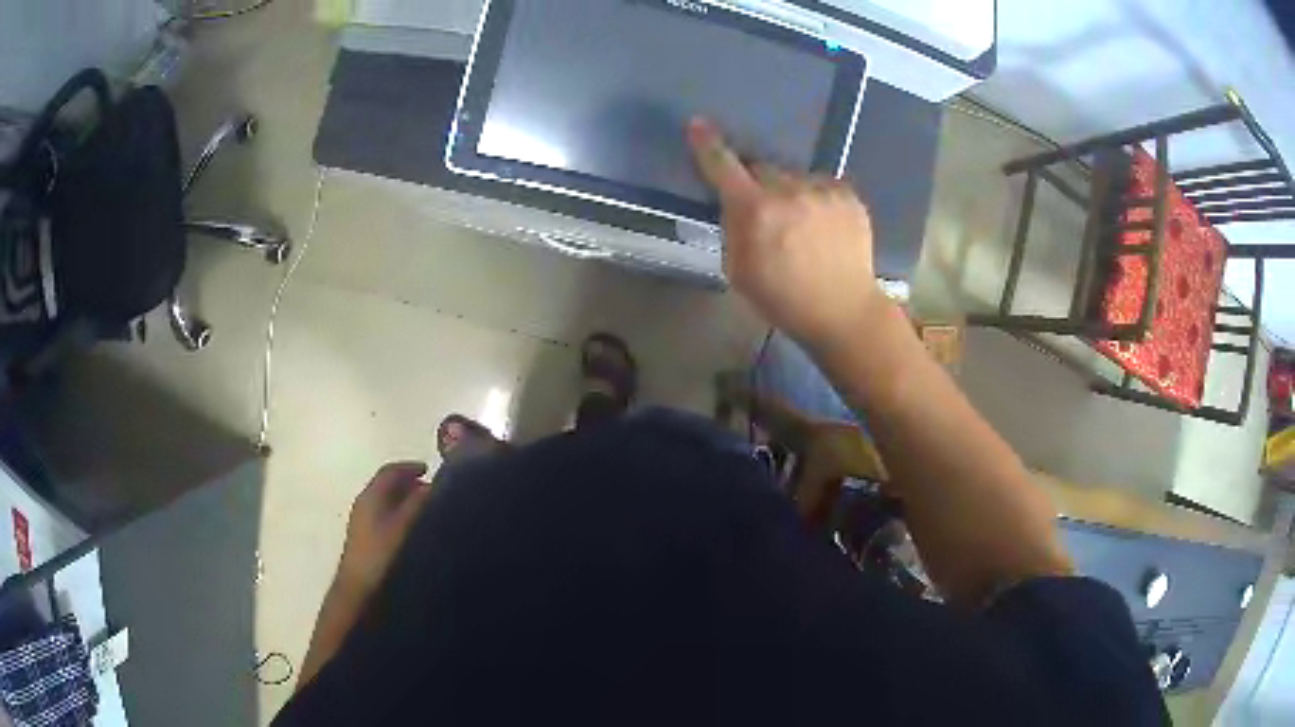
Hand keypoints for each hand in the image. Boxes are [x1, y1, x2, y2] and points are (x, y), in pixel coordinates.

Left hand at [336, 461, 433, 597]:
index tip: (430, 469)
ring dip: (405, 500)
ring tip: (426, 509)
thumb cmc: (382, 554)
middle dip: (409, 483)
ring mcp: (362, 522)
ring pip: (386, 501)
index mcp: (371, 496)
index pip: (389, 471)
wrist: (359, 589)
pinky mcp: (365, 538)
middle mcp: (364, 504)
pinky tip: (413, 529)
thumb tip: (432, 485)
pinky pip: (384, 515)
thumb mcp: (404, 526)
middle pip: (387, 485)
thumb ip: (418, 504)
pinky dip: (400, 514)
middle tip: (432, 489)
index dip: (410, 467)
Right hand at [686, 118, 886, 346]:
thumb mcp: (739, 271)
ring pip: (795, 177)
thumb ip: (733, 229)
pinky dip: (818, 199)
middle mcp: (788, 191)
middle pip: (763, 169)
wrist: (843, 311)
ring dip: (791, 193)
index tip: (698, 125)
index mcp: (755, 210)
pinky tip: (824, 226)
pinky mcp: (849, 196)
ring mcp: (822, 191)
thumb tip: (735, 205)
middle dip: (759, 185)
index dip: (708, 145)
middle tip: (767, 214)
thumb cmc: (783, 299)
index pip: (723, 167)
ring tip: (803, 225)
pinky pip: (823, 185)